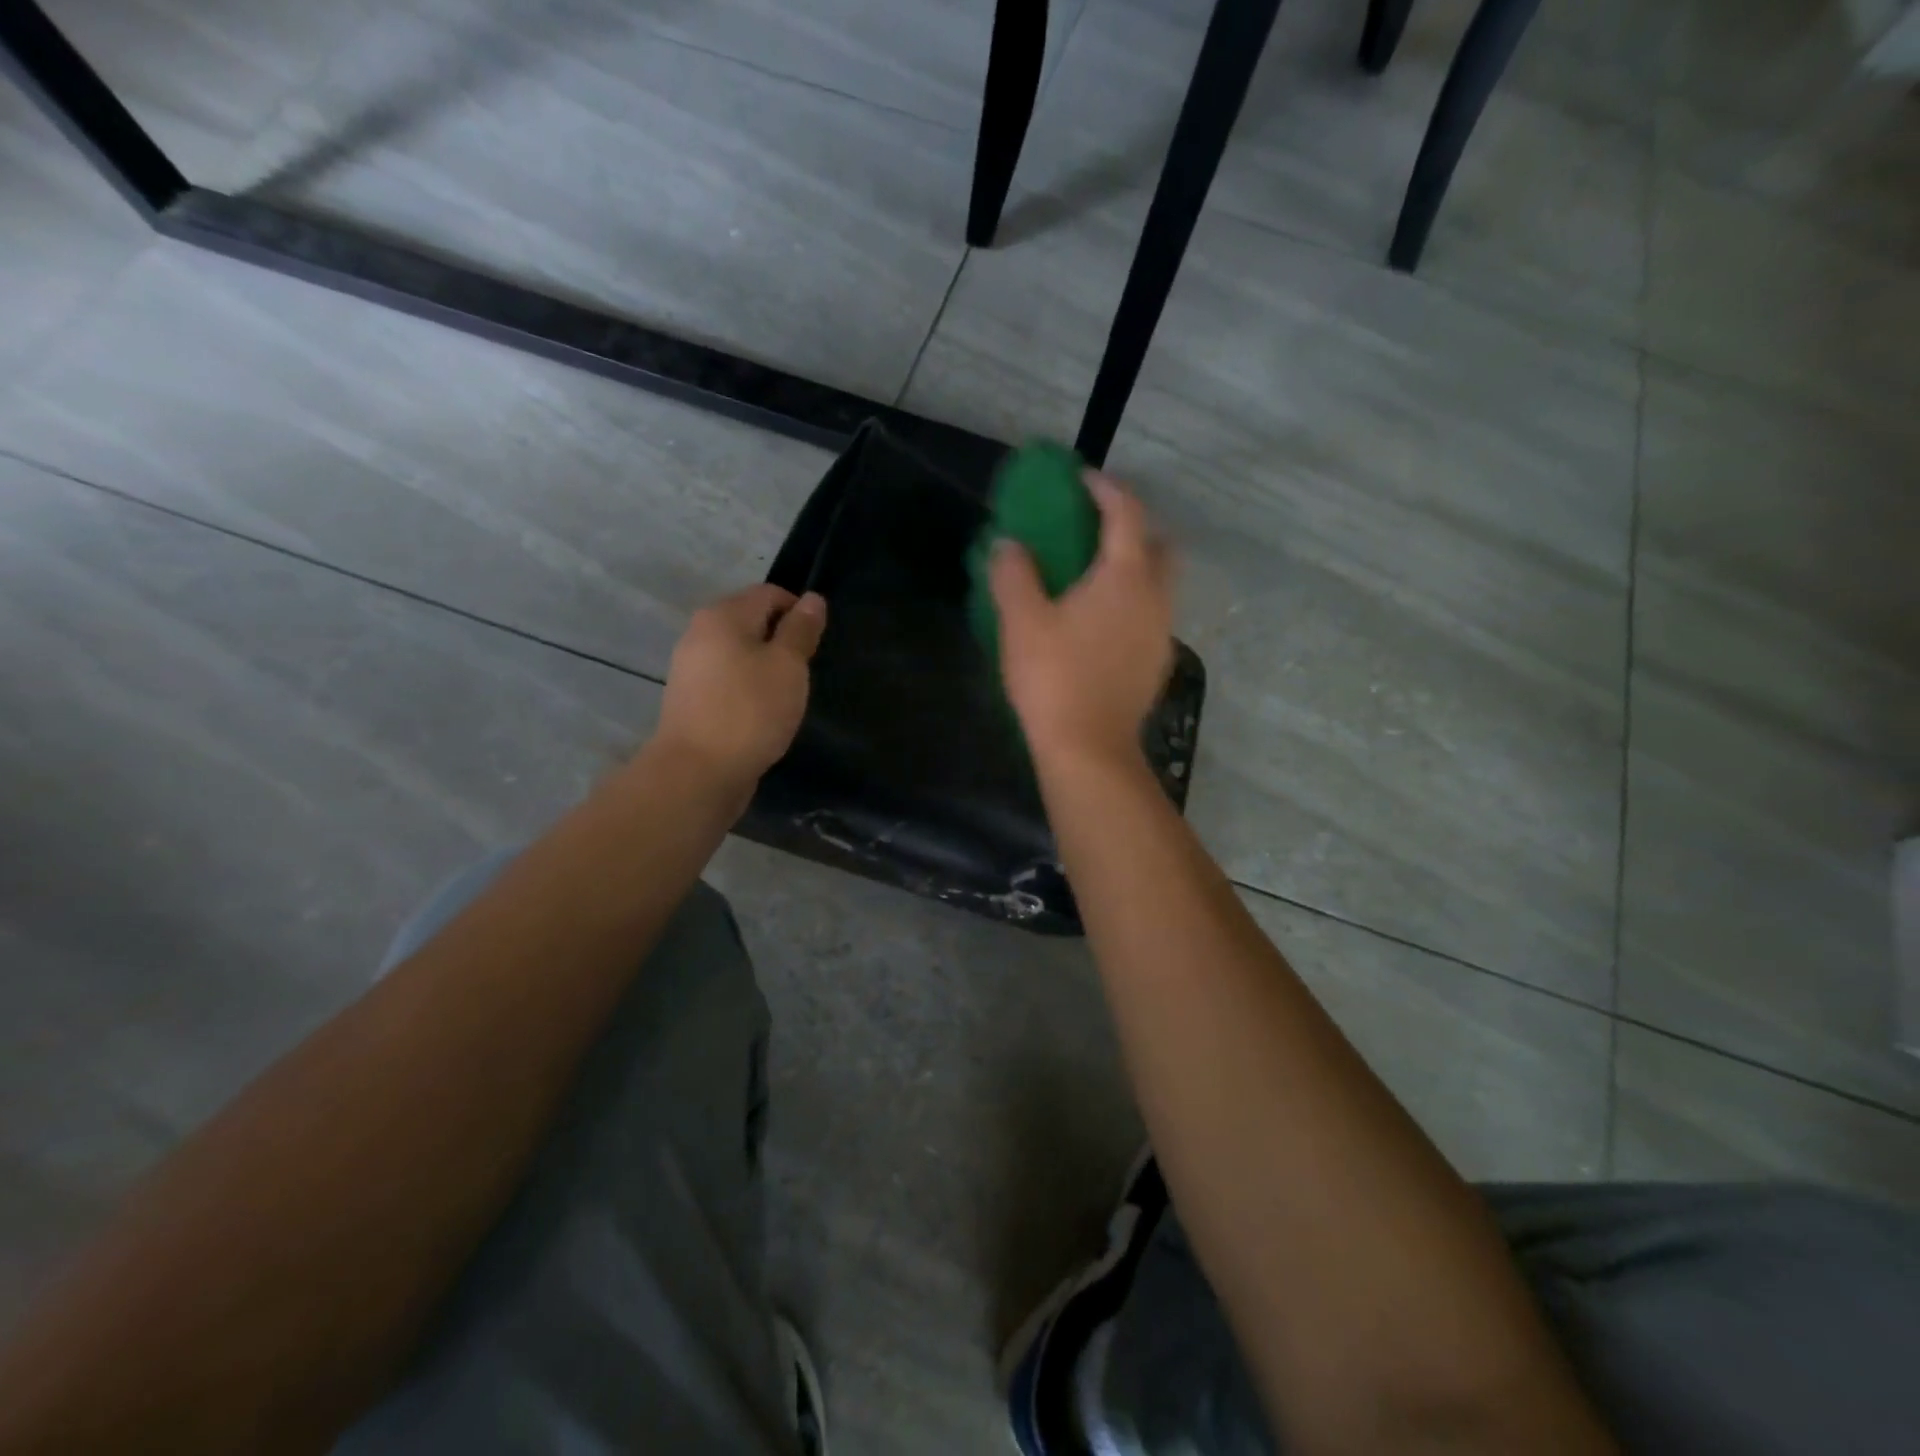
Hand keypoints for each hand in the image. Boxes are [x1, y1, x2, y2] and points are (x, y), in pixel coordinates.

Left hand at [650, 584, 826, 795]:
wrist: (698, 772)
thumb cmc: (750, 711)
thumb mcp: (788, 666)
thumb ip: (801, 630)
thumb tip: (813, 599)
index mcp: (723, 616)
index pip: (769, 594)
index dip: (799, 612)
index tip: (817, 646)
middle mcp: (700, 633)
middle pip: (752, 621)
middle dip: (782, 641)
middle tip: (803, 673)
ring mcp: (691, 667)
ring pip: (740, 653)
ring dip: (766, 668)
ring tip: (785, 696)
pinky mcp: (691, 699)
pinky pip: (728, 680)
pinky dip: (749, 689)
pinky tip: (762, 713)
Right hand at [989, 472, 1174, 771]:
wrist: (1089, 749)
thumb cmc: (1054, 678)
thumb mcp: (1021, 621)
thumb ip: (1013, 574)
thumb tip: (1008, 545)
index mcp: (1126, 576)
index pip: (1127, 512)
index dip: (1105, 488)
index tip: (1081, 480)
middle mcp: (1155, 597)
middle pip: (1159, 544)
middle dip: (1133, 527)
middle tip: (1096, 530)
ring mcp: (1162, 632)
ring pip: (1159, 582)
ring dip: (1134, 567)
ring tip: (1093, 576)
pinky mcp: (1157, 663)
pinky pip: (1151, 614)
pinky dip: (1132, 601)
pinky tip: (1100, 622)